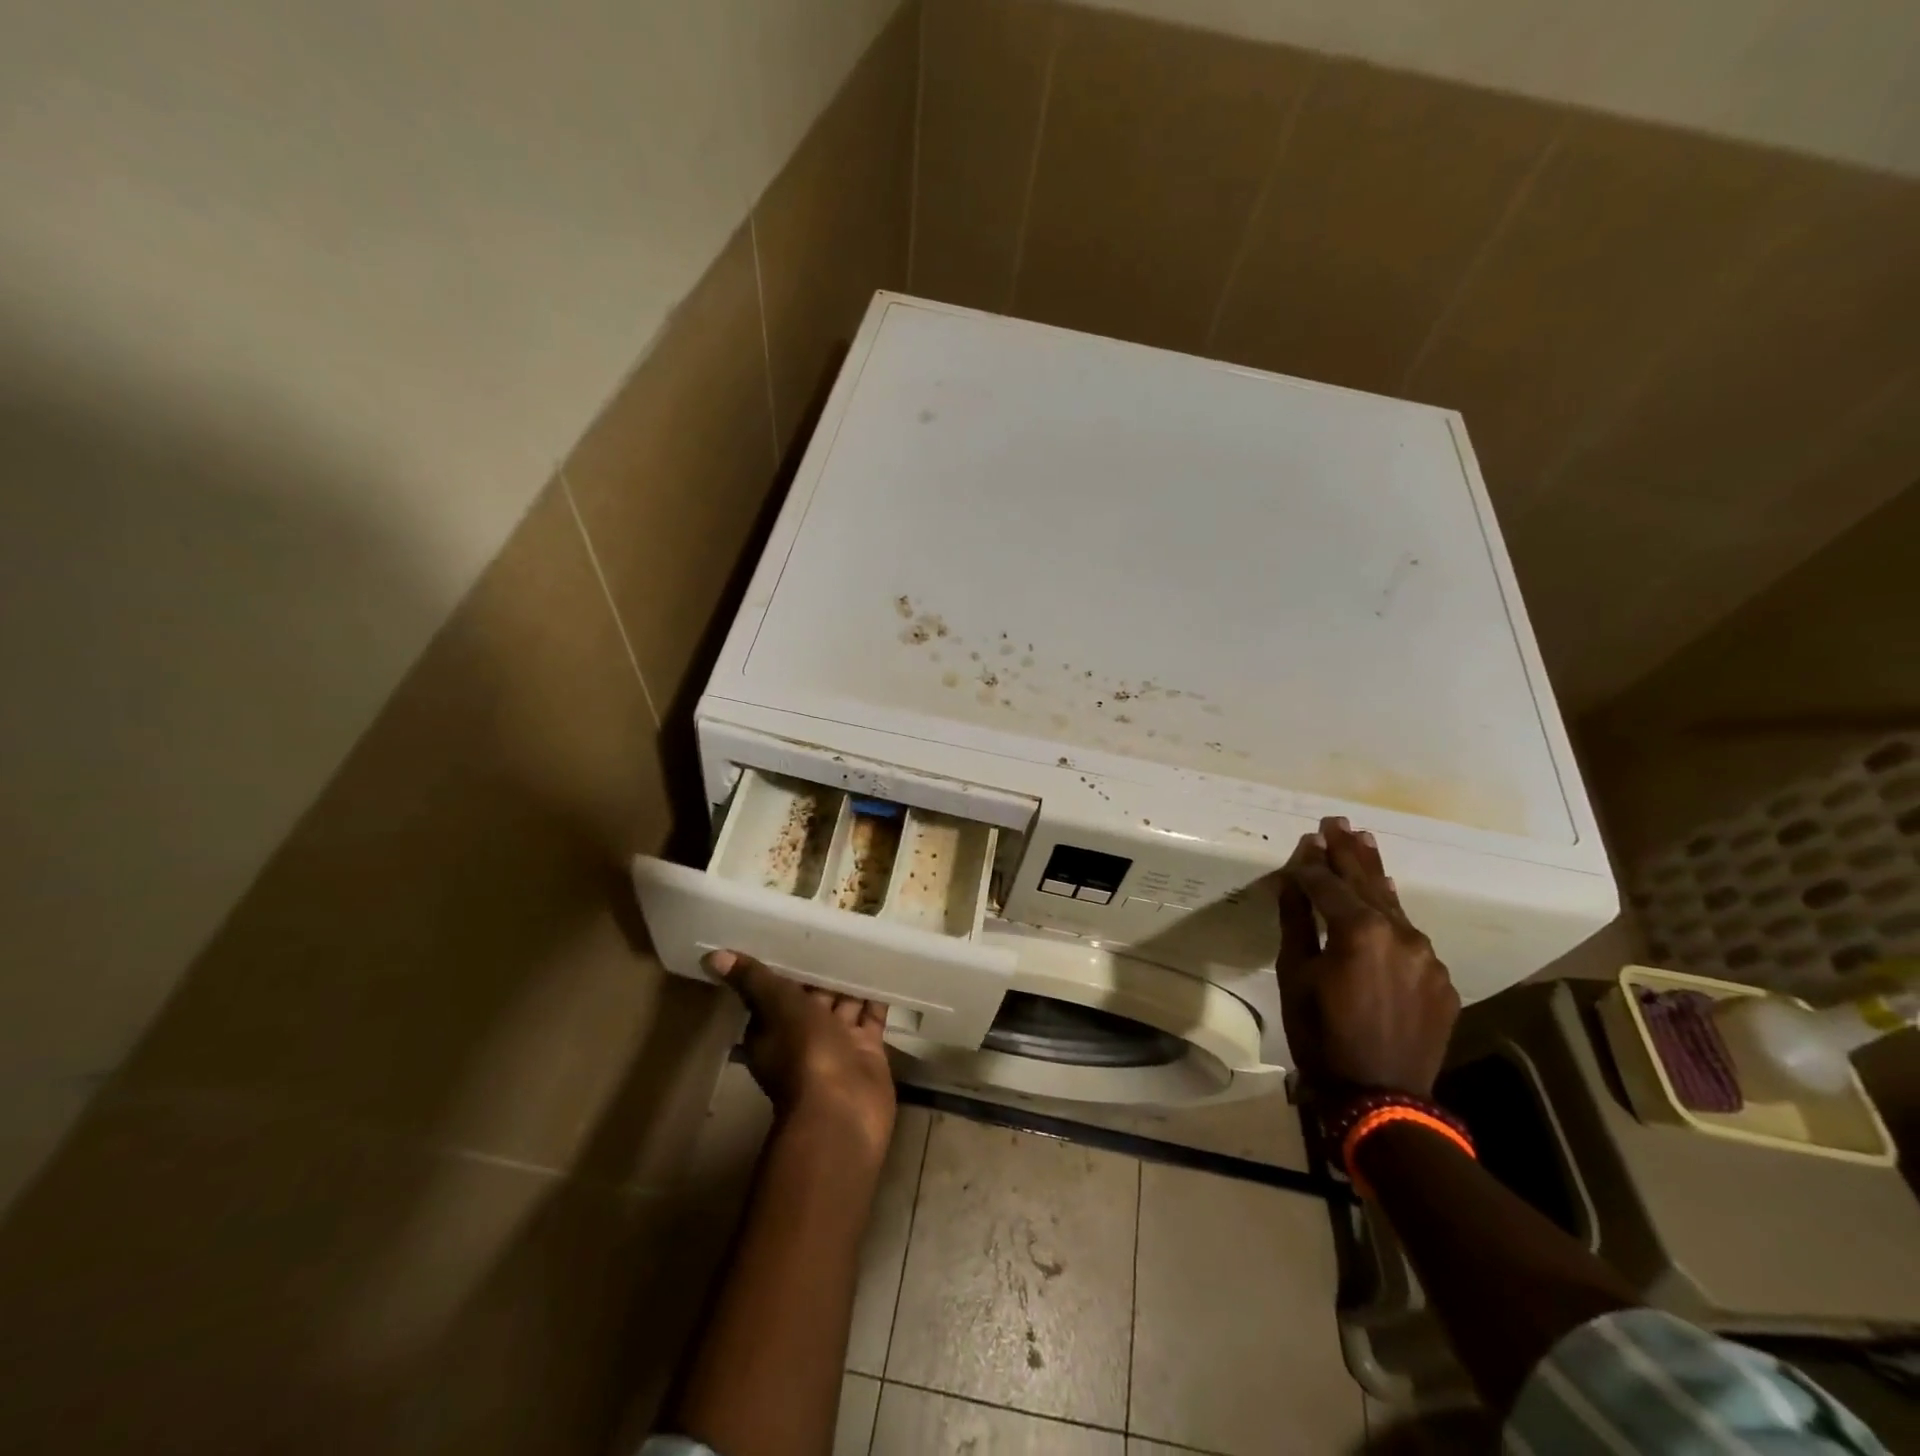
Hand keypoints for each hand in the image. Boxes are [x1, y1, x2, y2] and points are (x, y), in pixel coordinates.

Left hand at [705, 950, 896, 1159]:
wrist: (843, 1110)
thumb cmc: (804, 1054)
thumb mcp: (777, 1008)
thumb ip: (753, 979)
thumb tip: (712, 956)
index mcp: (773, 1028)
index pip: (776, 990)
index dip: (786, 964)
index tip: (797, 933)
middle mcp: (803, 1036)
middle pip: (813, 996)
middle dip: (822, 969)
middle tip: (837, 927)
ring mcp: (837, 1044)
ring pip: (843, 1003)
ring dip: (851, 978)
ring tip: (862, 938)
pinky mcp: (866, 1050)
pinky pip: (871, 1016)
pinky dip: (876, 996)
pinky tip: (885, 966)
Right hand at [1276, 817, 1459, 1101]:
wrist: (1381, 1097)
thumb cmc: (1322, 1035)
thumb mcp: (1296, 975)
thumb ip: (1298, 921)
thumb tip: (1295, 879)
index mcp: (1360, 930)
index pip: (1328, 884)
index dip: (1312, 863)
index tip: (1305, 839)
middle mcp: (1400, 933)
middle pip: (1367, 882)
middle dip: (1349, 851)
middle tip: (1338, 821)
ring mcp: (1427, 956)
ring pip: (1393, 905)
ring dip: (1375, 875)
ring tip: (1364, 842)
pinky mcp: (1441, 979)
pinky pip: (1411, 937)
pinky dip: (1392, 915)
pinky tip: (1385, 902)